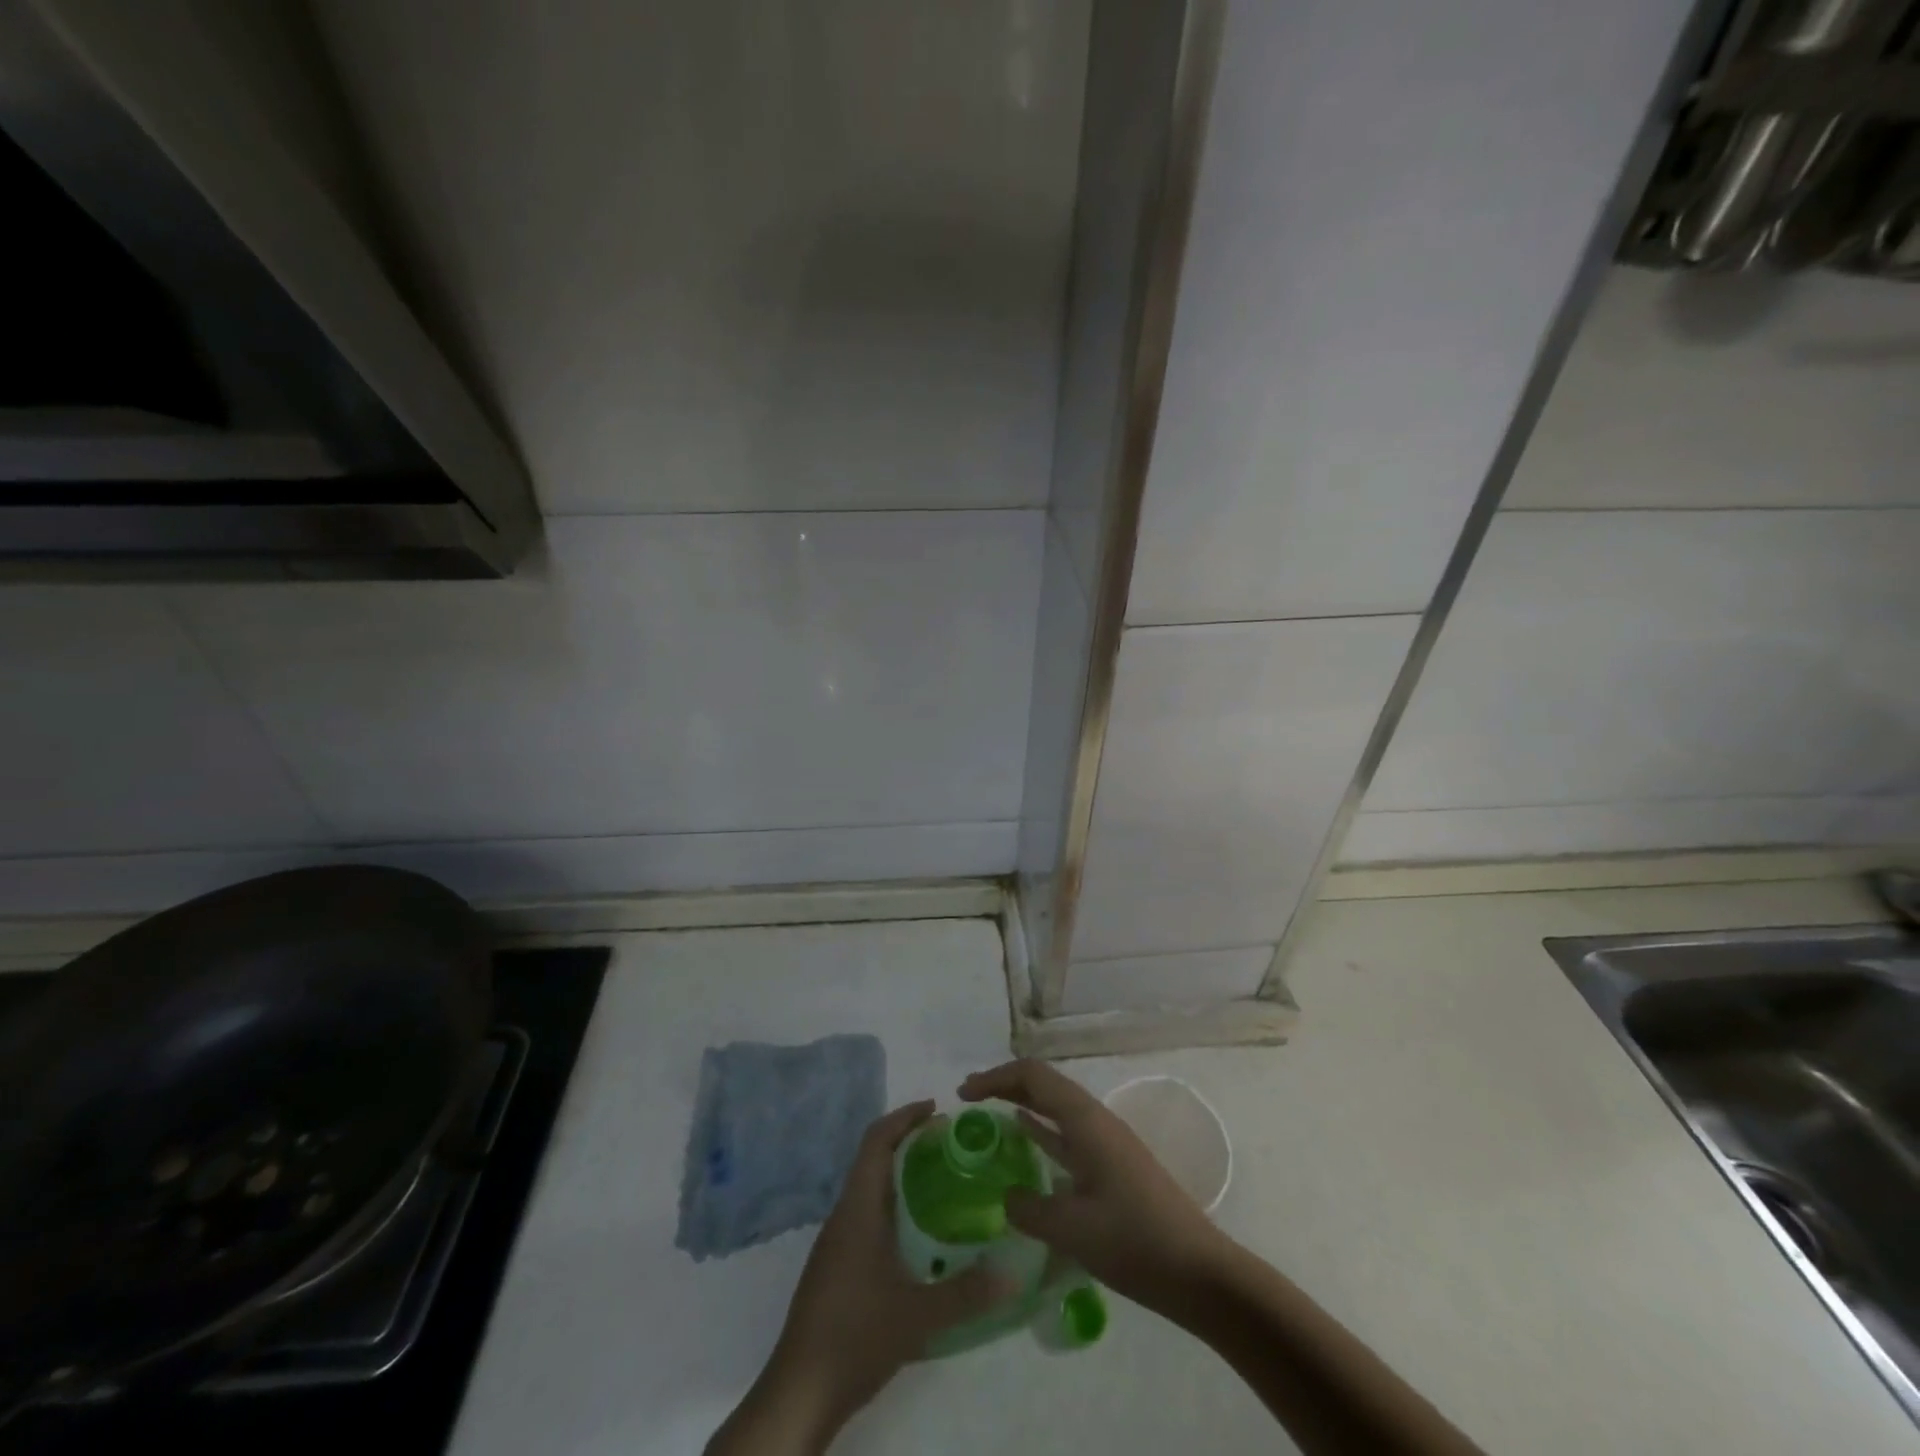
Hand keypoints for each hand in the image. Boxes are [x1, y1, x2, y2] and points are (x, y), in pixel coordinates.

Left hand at [708, 1101, 1009, 1454]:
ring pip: (868, 1188)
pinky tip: (918, 1232)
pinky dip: (892, 1204)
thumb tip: (1015, 1272)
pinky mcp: (836, 1266)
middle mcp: (844, 1215)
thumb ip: (968, 1293)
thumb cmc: (855, 1337)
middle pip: (873, 1159)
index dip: (904, 1117)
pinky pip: (866, 1214)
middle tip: (951, 1144)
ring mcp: (836, 1242)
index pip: (876, 1142)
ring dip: (900, 1174)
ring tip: (942, 1180)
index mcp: (857, 1209)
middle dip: (908, 1142)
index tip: (937, 1109)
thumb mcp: (919, 1316)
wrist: (799, 1392)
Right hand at [958, 1060, 1230, 1318]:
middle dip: (1005, 1085)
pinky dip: (1041, 1131)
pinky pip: (1067, 1134)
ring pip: (1056, 1108)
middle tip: (968, 1100)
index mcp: (1085, 1120)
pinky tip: (1026, 1141)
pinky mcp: (1113, 1167)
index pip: (1033, 1077)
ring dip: (1022, 1105)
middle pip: (1044, 1085)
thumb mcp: (1072, 1229)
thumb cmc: (1134, 1242)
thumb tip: (1007, 1198)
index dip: (995, 1078)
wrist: (1199, 1273)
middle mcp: (1095, 1120)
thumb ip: (1029, 1209)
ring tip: (988, 1117)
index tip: (963, 1095)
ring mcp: (1106, 1143)